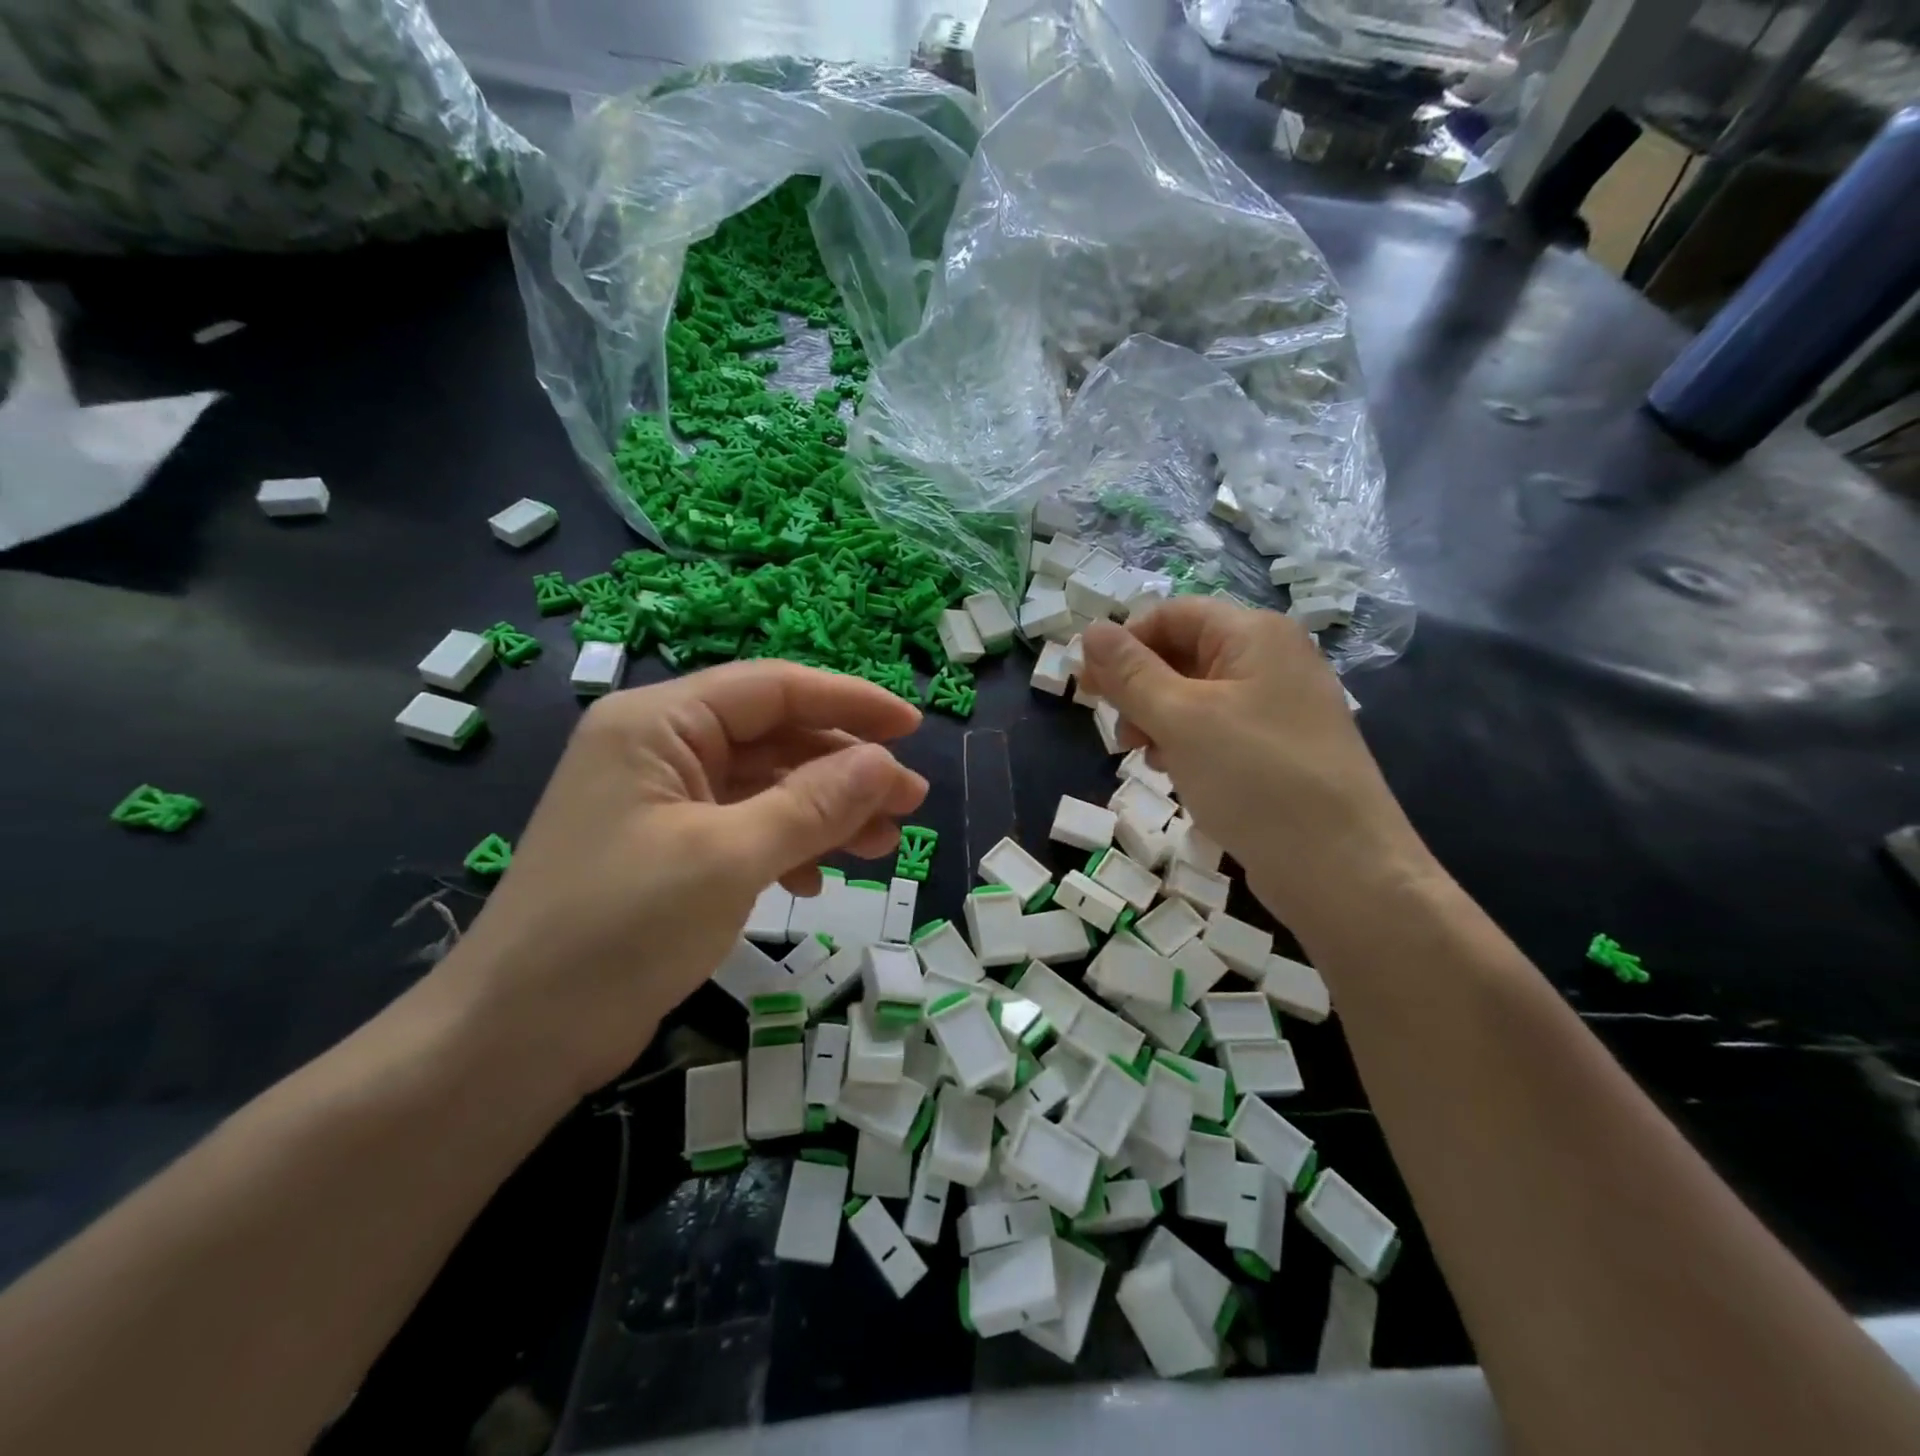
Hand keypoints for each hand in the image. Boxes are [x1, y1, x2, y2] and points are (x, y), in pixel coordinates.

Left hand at [443, 662, 927, 1096]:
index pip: (773, 688)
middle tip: (909, 803)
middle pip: (774, 737)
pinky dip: (788, 846)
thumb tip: (887, 764)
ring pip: (766, 786)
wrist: (514, 1040)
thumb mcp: (729, 858)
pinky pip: (744, 828)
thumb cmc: (619, 929)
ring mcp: (662, 802)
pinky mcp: (667, 851)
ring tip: (884, 845)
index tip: (913, 727)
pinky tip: (816, 880)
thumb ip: (814, 804)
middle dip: (845, 769)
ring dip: (826, 812)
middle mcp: (660, 748)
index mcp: (659, 723)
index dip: (849, 702)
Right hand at [1079, 599, 1431, 935]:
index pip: (1171, 615)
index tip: (1088, 685)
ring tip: (1144, 755)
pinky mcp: (1278, 748)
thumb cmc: (1255, 778)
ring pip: (1195, 695)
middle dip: (1139, 687)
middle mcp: (1271, 660)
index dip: (1124, 643)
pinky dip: (1186, 743)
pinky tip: (1174, 771)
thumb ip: (1131, 673)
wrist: (1341, 868)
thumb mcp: (1181, 719)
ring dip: (1157, 718)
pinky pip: (1217, 729)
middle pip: (1183, 653)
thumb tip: (1090, 630)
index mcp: (1254, 635)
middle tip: (1116, 730)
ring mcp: (1279, 706)